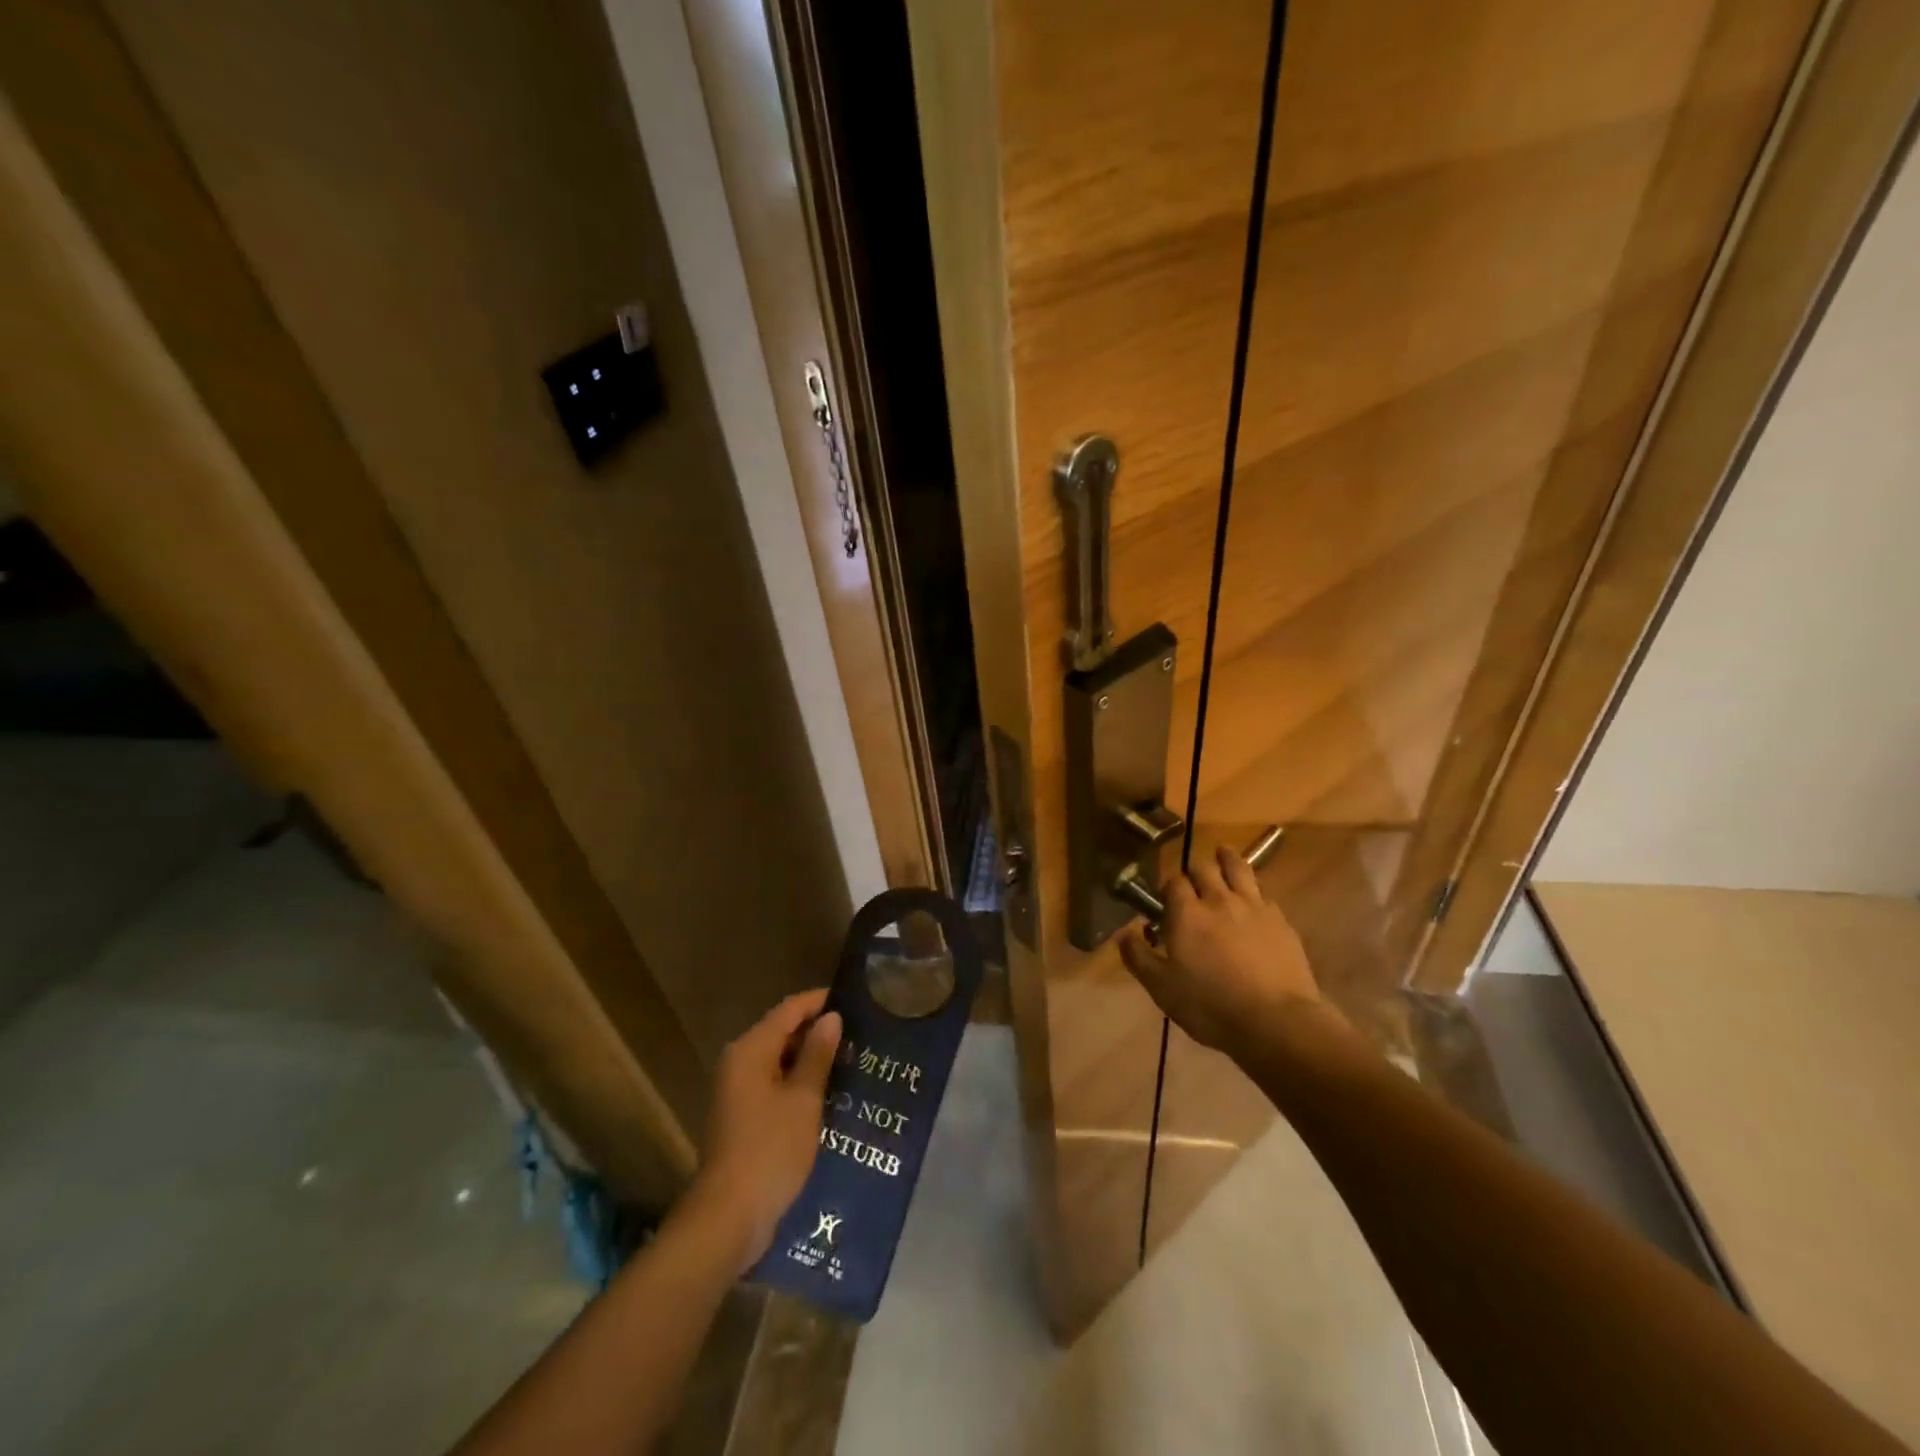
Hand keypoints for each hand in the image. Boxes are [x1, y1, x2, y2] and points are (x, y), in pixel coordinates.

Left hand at [688, 989, 841, 1271]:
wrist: (729, 1217)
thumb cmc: (770, 1149)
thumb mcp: (803, 1098)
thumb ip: (817, 1054)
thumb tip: (831, 1017)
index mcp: (751, 1050)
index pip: (790, 1009)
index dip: (820, 1001)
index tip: (854, 1000)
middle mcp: (739, 1062)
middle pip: (782, 1031)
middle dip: (819, 1031)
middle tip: (860, 1033)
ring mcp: (738, 1091)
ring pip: (780, 1059)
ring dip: (811, 1058)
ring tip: (852, 1060)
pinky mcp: (743, 1116)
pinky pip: (775, 1084)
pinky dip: (799, 1082)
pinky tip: (829, 1092)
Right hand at [1118, 843, 1327, 1057]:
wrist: (1275, 1021)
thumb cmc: (1210, 1006)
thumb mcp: (1162, 988)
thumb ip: (1139, 957)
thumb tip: (1123, 934)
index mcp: (1187, 913)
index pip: (1173, 882)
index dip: (1167, 887)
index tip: (1165, 899)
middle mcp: (1219, 900)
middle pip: (1204, 868)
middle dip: (1195, 870)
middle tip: (1192, 880)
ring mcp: (1254, 907)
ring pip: (1238, 868)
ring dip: (1227, 859)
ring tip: (1223, 854)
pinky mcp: (1281, 921)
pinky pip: (1264, 894)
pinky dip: (1254, 891)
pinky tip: (1254, 900)